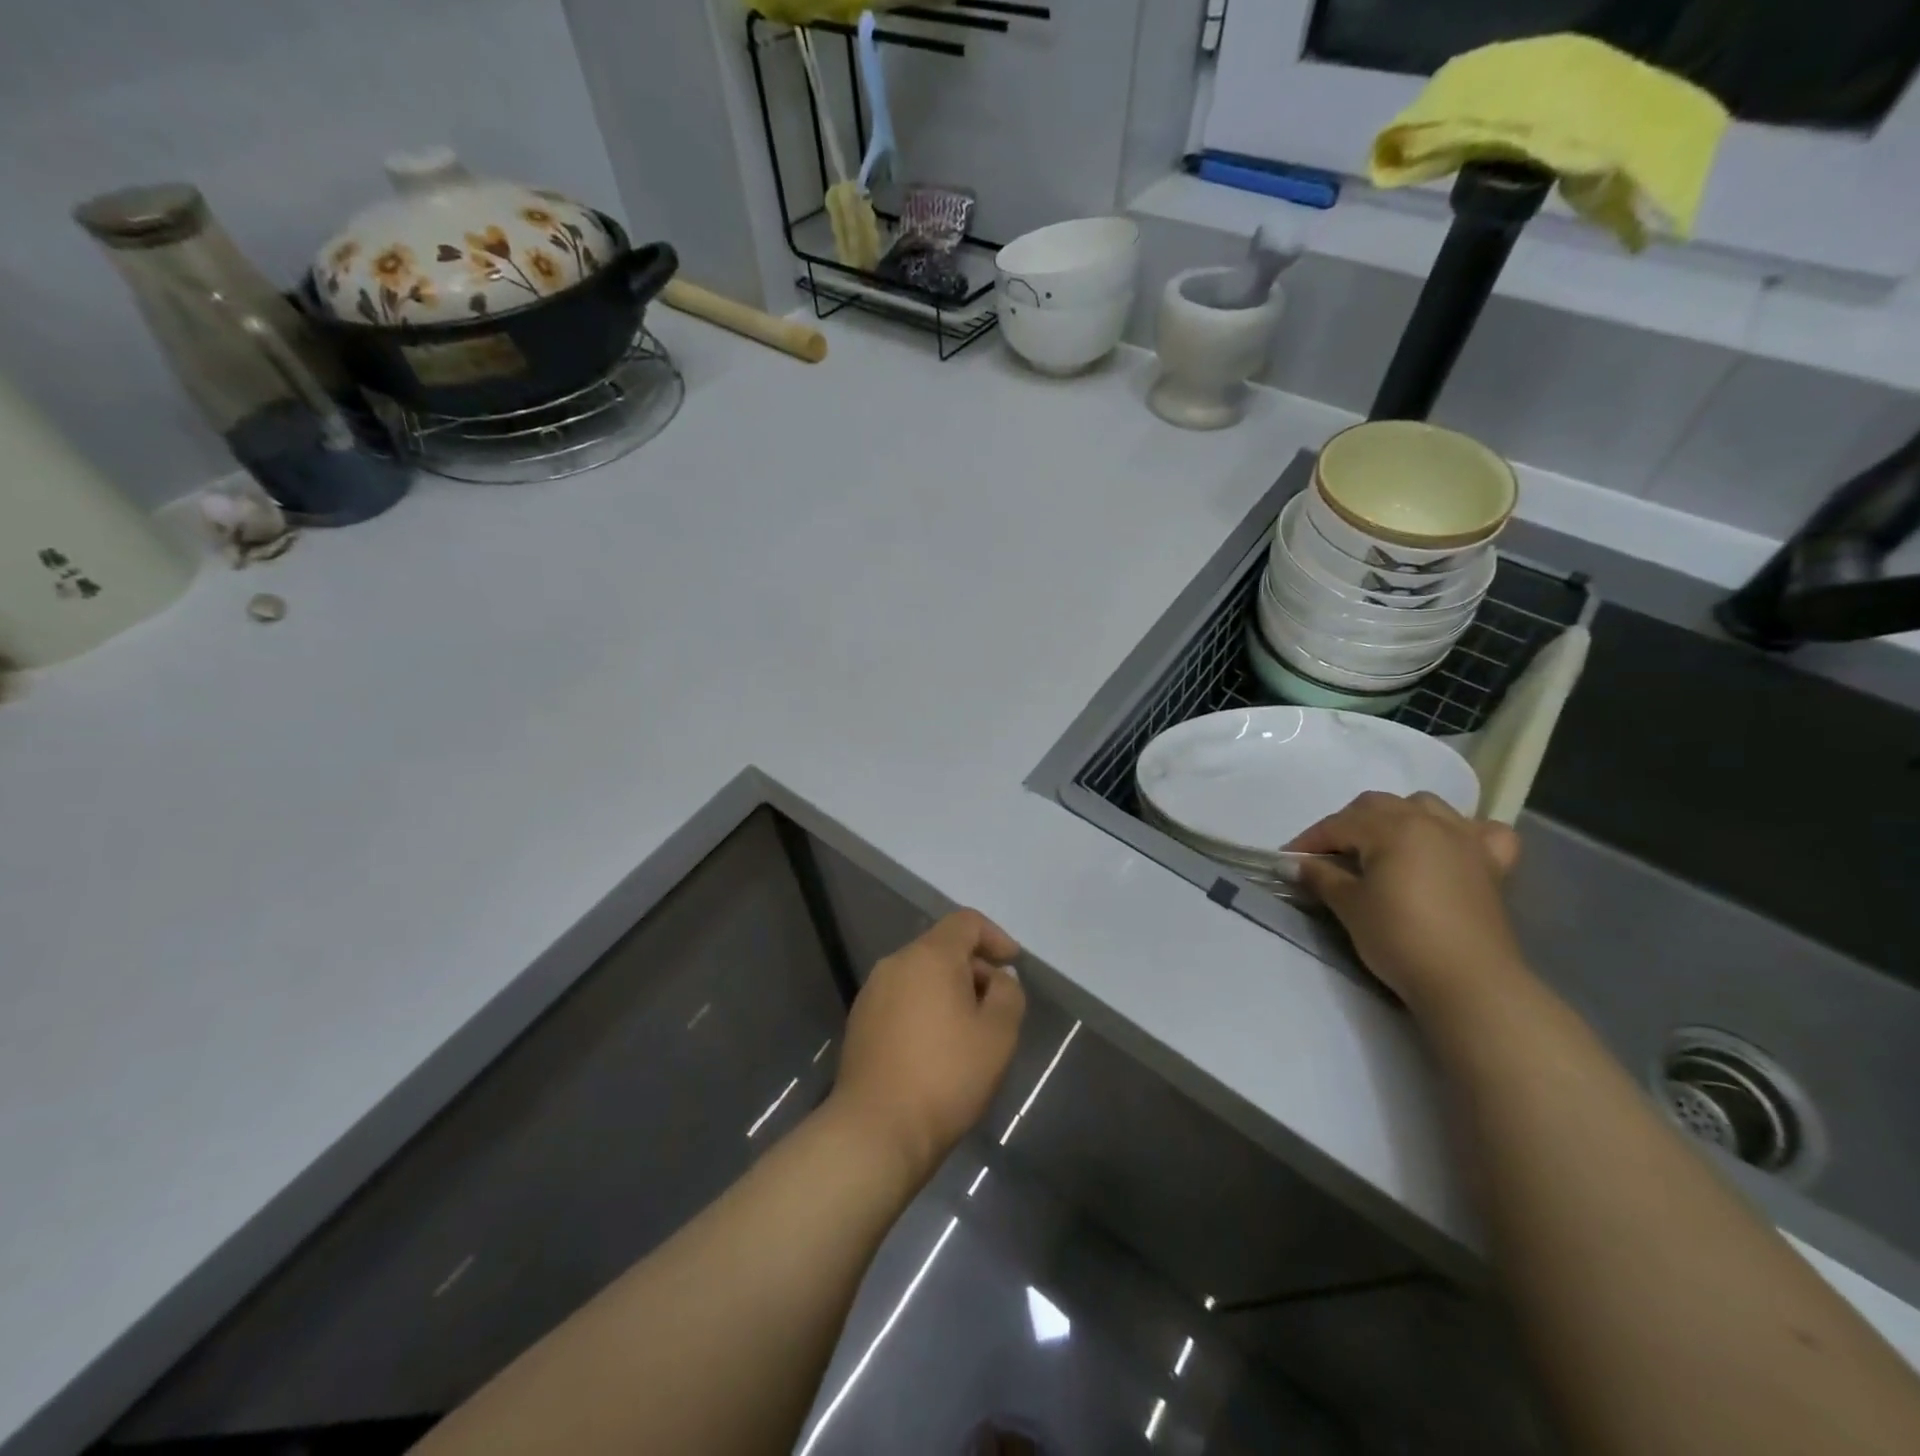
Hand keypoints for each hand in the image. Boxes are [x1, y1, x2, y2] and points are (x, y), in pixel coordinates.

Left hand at [829, 909, 1026, 1182]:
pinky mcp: (860, 1021)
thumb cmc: (946, 1076)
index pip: (966, 922)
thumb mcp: (998, 1035)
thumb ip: (1008, 994)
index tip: (1012, 966)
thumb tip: (998, 978)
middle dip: (974, 969)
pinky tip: (936, 1048)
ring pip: (920, 975)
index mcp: (929, 956)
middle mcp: (896, 963)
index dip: (995, 937)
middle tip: (996, 1008)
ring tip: (968, 1031)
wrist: (876, 1129)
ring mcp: (872, 992)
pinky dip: (924, 1008)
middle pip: (942, 947)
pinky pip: (901, 998)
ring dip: (948, 991)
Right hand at [1289, 792, 1528, 1015]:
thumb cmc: (1400, 938)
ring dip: (1397, 817)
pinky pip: (1482, 831)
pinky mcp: (1493, 865)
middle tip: (1329, 855)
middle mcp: (1430, 822)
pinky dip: (1463, 831)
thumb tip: (1294, 864)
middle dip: (1347, 824)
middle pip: (1378, 806)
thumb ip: (1320, 876)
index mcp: (1392, 828)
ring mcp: (1467, 840)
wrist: (1469, 983)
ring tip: (1382, 845)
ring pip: (1425, 806)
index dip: (1308, 841)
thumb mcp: (1349, 906)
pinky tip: (1449, 847)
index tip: (1287, 861)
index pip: (1338, 824)